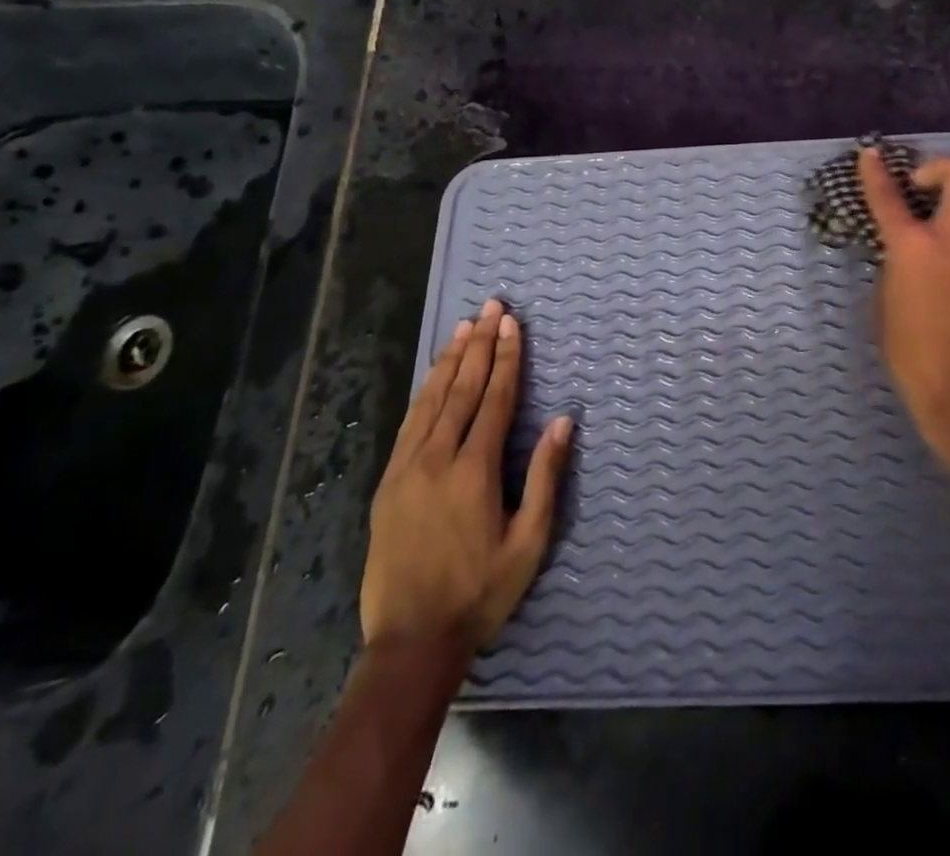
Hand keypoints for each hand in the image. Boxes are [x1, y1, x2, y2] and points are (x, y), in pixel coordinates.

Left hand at [361, 299, 571, 660]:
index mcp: (474, 471)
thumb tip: (562, 421)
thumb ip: (546, 477)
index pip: (494, 399)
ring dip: (450, 360)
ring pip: (430, 400)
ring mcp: (406, 469)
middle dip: (479, 344)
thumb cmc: (480, 593)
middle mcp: (437, 459)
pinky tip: (433, 376)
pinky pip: (409, 424)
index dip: (505, 358)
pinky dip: (424, 392)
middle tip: (490, 307)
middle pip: (461, 389)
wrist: (411, 642)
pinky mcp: (387, 484)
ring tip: (464, 327)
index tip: (512, 323)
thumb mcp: (529, 542)